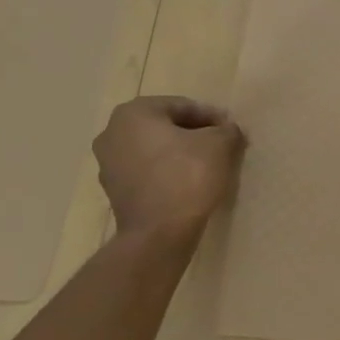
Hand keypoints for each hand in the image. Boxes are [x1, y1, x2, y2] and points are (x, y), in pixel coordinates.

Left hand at [93, 96, 245, 240]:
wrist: (159, 233)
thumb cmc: (187, 176)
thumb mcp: (220, 144)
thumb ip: (226, 130)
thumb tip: (226, 130)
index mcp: (134, 113)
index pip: (182, 106)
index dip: (212, 117)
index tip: (231, 131)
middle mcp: (112, 133)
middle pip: (165, 126)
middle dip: (194, 134)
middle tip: (221, 146)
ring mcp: (108, 164)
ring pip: (155, 149)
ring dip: (180, 153)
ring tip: (208, 166)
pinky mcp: (114, 191)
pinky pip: (147, 172)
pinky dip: (168, 172)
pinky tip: (189, 184)